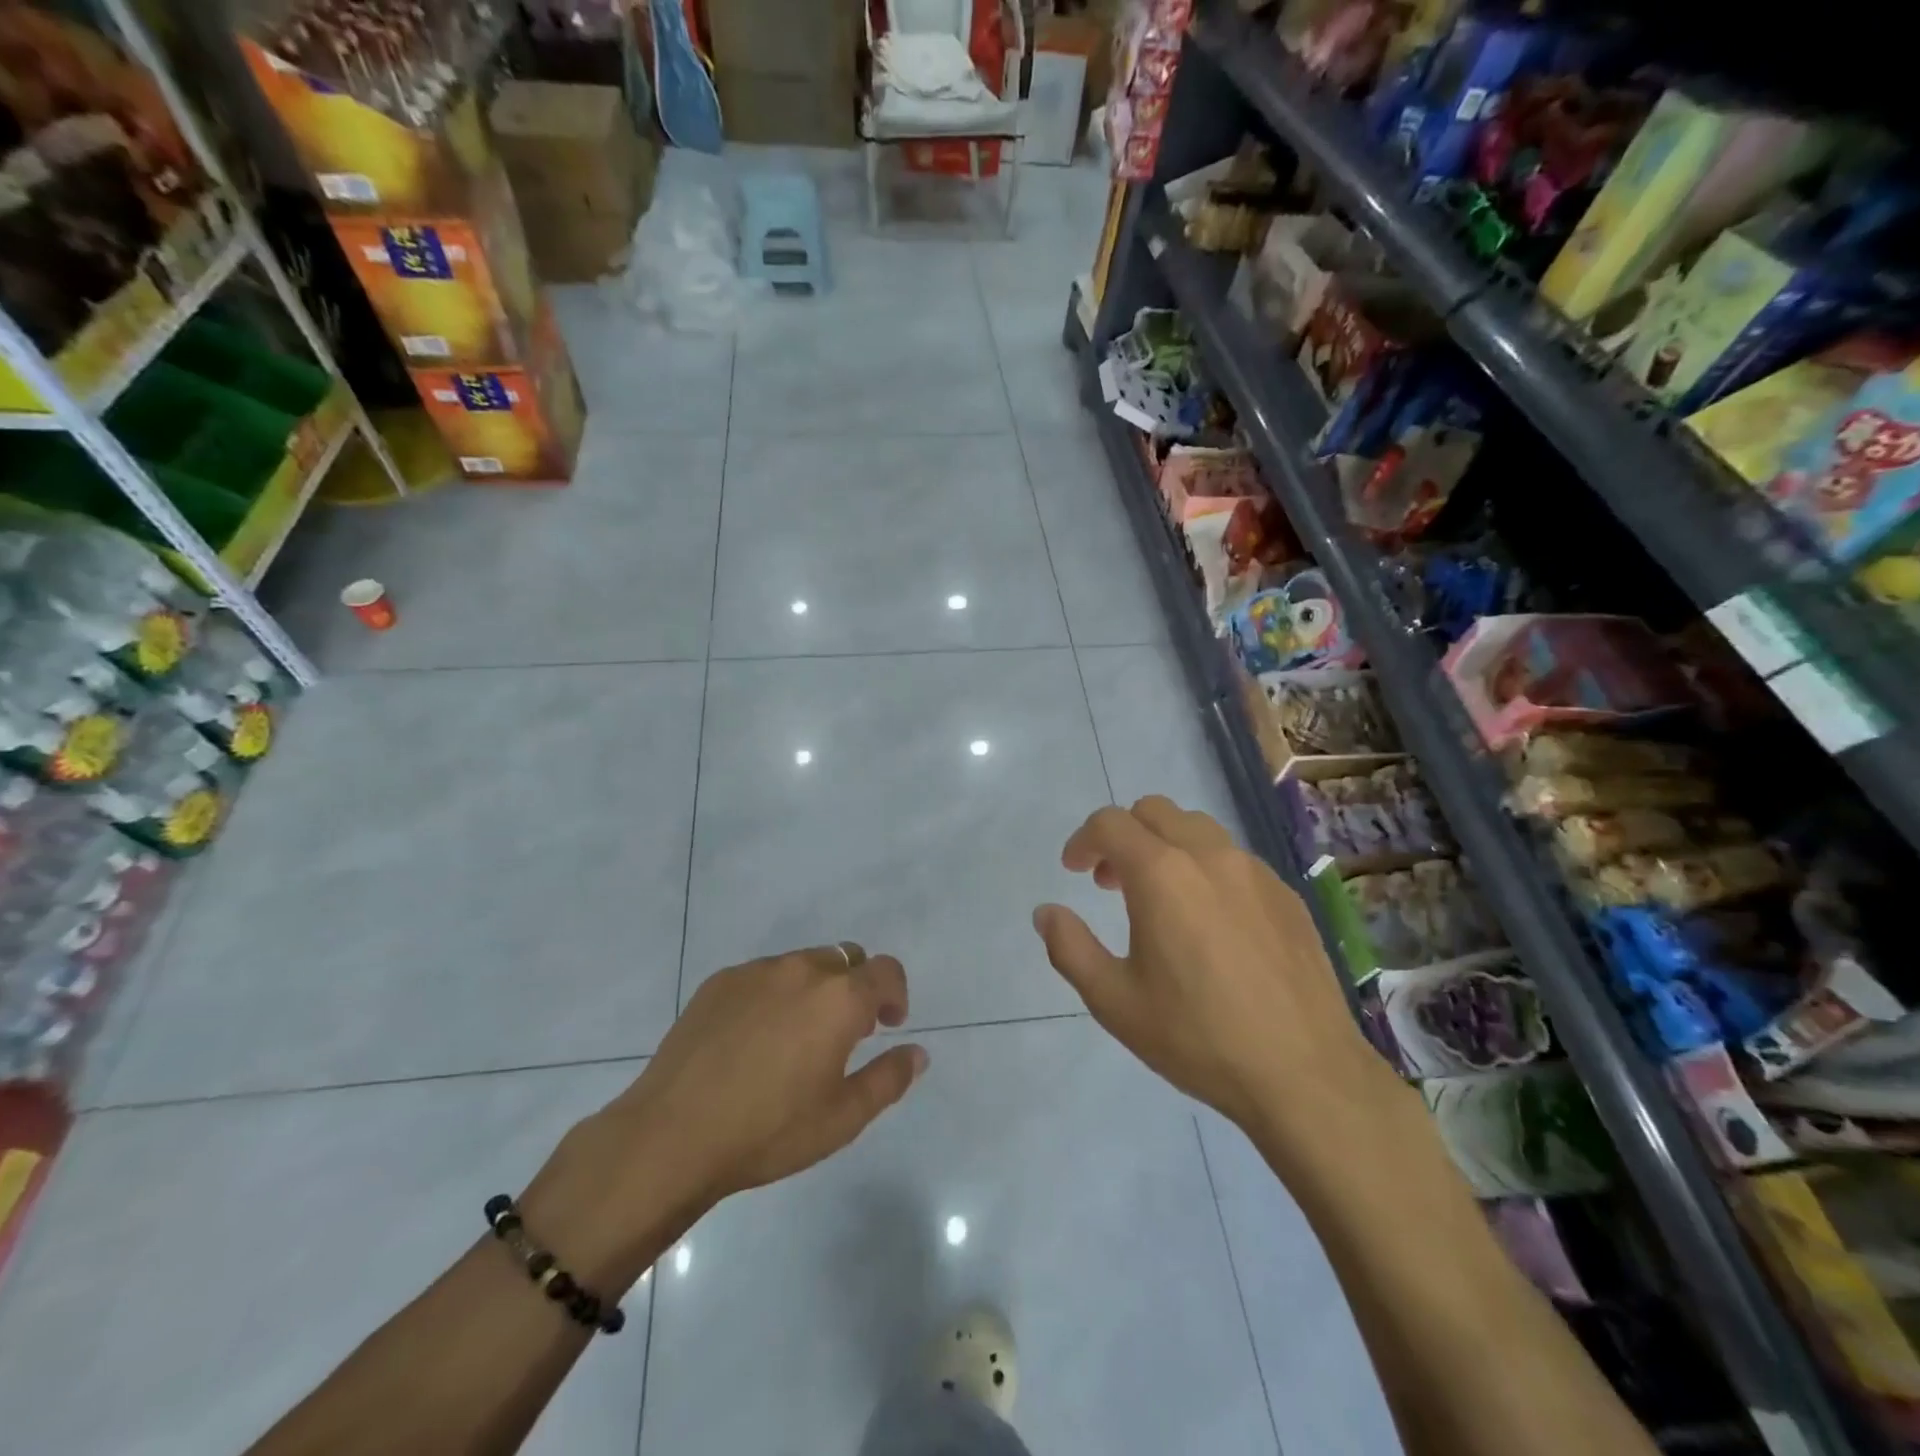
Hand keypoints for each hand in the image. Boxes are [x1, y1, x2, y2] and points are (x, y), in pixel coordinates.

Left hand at [522, 945, 925, 1289]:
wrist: (671, 1135)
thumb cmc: (768, 1131)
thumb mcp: (842, 1118)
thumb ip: (889, 1079)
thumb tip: (918, 1053)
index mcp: (839, 998)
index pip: (885, 970)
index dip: (895, 994)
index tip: (887, 1025)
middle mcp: (802, 969)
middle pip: (846, 958)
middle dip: (856, 987)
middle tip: (846, 1033)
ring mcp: (756, 971)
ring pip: (804, 963)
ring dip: (816, 989)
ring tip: (796, 1037)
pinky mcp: (720, 981)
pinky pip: (764, 975)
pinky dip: (775, 994)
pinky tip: (754, 1039)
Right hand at [1033, 797, 1395, 1141]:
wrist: (1305, 1074)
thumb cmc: (1197, 1037)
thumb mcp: (1114, 1001)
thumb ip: (1070, 948)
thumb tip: (1047, 913)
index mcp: (1162, 874)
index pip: (1110, 823)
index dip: (1082, 840)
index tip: (1074, 871)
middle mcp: (1209, 856)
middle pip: (1154, 811)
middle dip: (1123, 836)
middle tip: (1110, 883)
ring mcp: (1255, 871)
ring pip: (1197, 828)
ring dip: (1165, 846)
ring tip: (1159, 898)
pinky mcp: (1286, 895)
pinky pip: (1234, 859)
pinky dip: (1205, 869)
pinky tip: (1209, 923)